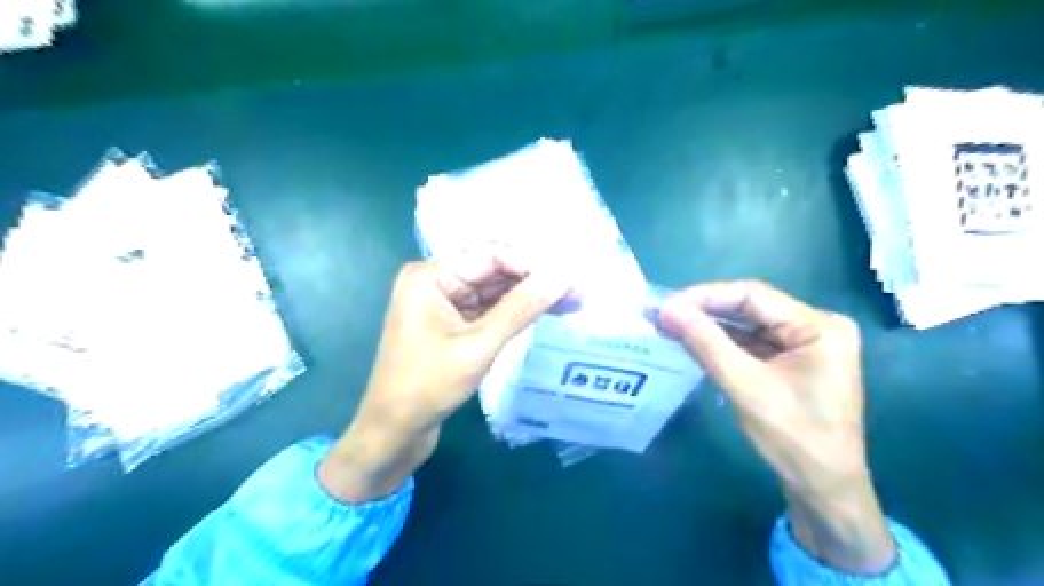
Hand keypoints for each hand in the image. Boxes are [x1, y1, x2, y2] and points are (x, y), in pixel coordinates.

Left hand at [321, 251, 569, 502]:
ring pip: (495, 290)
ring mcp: (444, 301)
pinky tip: (545, 312)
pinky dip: (516, 312)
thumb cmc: (429, 386)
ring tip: (572, 303)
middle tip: (578, 292)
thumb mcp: (479, 345)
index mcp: (431, 275)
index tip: (570, 279)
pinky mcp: (453, 321)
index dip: (533, 264)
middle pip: (495, 270)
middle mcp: (437, 280)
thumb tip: (563, 277)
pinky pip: (489, 308)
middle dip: (536, 281)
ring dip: (530, 296)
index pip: (492, 255)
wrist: (394, 431)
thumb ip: (521, 307)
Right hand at [659, 282, 896, 573]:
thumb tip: (666, 309)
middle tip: (663, 315)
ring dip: (709, 326)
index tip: (667, 305)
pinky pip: (750, 342)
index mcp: (818, 326)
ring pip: (746, 324)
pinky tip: (692, 341)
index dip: (705, 296)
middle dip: (704, 311)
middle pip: (750, 307)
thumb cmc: (793, 438)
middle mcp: (815, 326)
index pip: (753, 295)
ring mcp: (803, 343)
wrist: (824, 490)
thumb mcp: (745, 386)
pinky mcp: (790, 360)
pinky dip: (720, 343)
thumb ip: (706, 343)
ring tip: (669, 325)